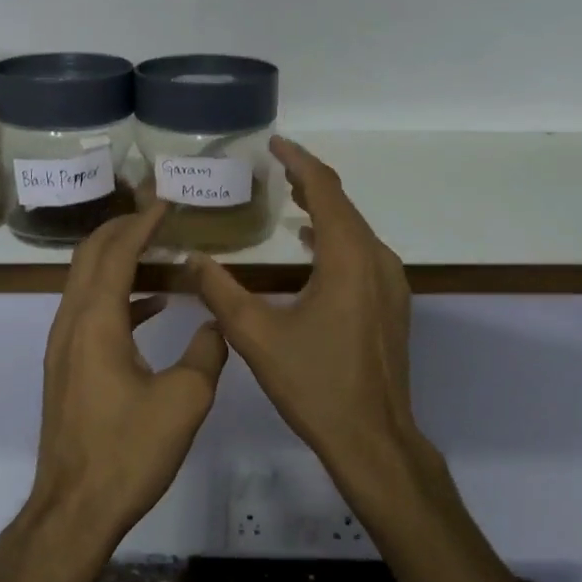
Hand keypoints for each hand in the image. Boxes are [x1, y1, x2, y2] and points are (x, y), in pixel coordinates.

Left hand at [23, 202, 228, 562]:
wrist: (74, 508)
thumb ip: (208, 352)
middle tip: (156, 212)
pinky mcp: (67, 367)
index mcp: (96, 322)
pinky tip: (152, 304)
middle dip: (121, 228)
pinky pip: (89, 311)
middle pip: (90, 256)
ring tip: (157, 247)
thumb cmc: (128, 452)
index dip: (141, 223)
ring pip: (85, 282)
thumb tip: (218, 324)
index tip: (165, 201)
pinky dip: (117, 294)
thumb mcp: (185, 401)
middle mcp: (71, 323)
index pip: (117, 252)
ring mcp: (64, 346)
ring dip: (117, 258)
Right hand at [191, 138, 437, 507]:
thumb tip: (191, 260)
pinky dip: (335, 237)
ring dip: (323, 209)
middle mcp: (377, 261)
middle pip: (343, 205)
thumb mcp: (257, 336)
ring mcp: (390, 284)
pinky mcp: (390, 305)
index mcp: (348, 259)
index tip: (274, 143)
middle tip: (274, 167)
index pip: (325, 190)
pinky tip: (309, 247)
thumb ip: (221, 292)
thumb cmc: (315, 384)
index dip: (299, 162)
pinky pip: (361, 253)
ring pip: (355, 230)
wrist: (373, 438)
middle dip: (309, 182)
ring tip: (288, 198)